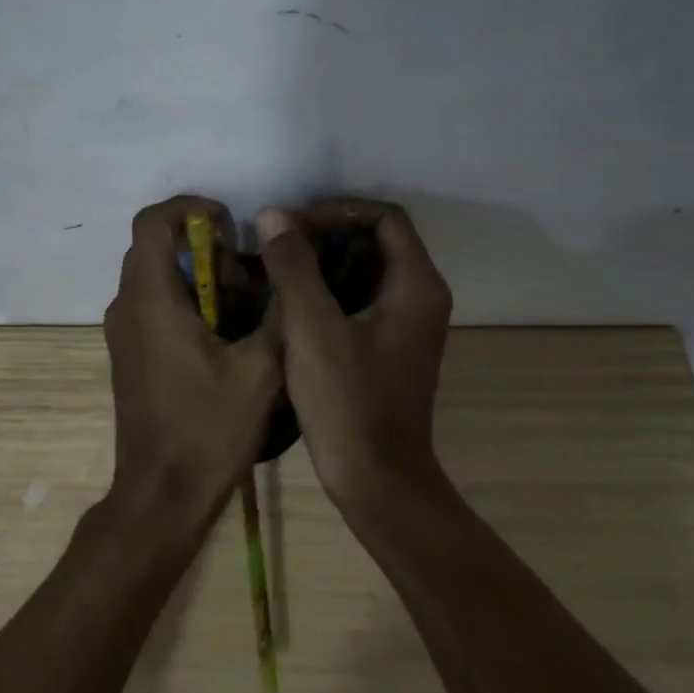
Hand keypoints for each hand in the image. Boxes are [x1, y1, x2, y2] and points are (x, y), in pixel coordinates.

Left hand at [102, 196, 281, 534]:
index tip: (230, 225)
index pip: (153, 221)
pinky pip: (154, 303)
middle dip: (203, 247)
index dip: (190, 208)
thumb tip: (290, 265)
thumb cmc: (208, 430)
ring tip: (243, 307)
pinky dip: (187, 300)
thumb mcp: (260, 369)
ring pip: (156, 275)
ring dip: (197, 276)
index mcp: (150, 299)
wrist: (161, 496)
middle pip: (155, 246)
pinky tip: (225, 335)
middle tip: (246, 275)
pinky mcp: (129, 352)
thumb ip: (279, 310)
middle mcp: (126, 305)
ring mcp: (123, 331)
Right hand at [256, 199, 453, 514]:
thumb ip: (293, 265)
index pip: (384, 218)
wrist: (376, 482)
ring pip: (365, 269)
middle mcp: (420, 296)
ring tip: (276, 268)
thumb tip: (273, 214)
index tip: (293, 225)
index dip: (337, 210)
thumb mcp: (312, 328)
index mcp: (415, 285)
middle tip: (278, 245)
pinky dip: (327, 289)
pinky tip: (288, 301)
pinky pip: (360, 298)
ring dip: (323, 262)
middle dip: (325, 233)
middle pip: (376, 239)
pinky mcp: (389, 345)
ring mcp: (407, 323)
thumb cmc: (347, 402)